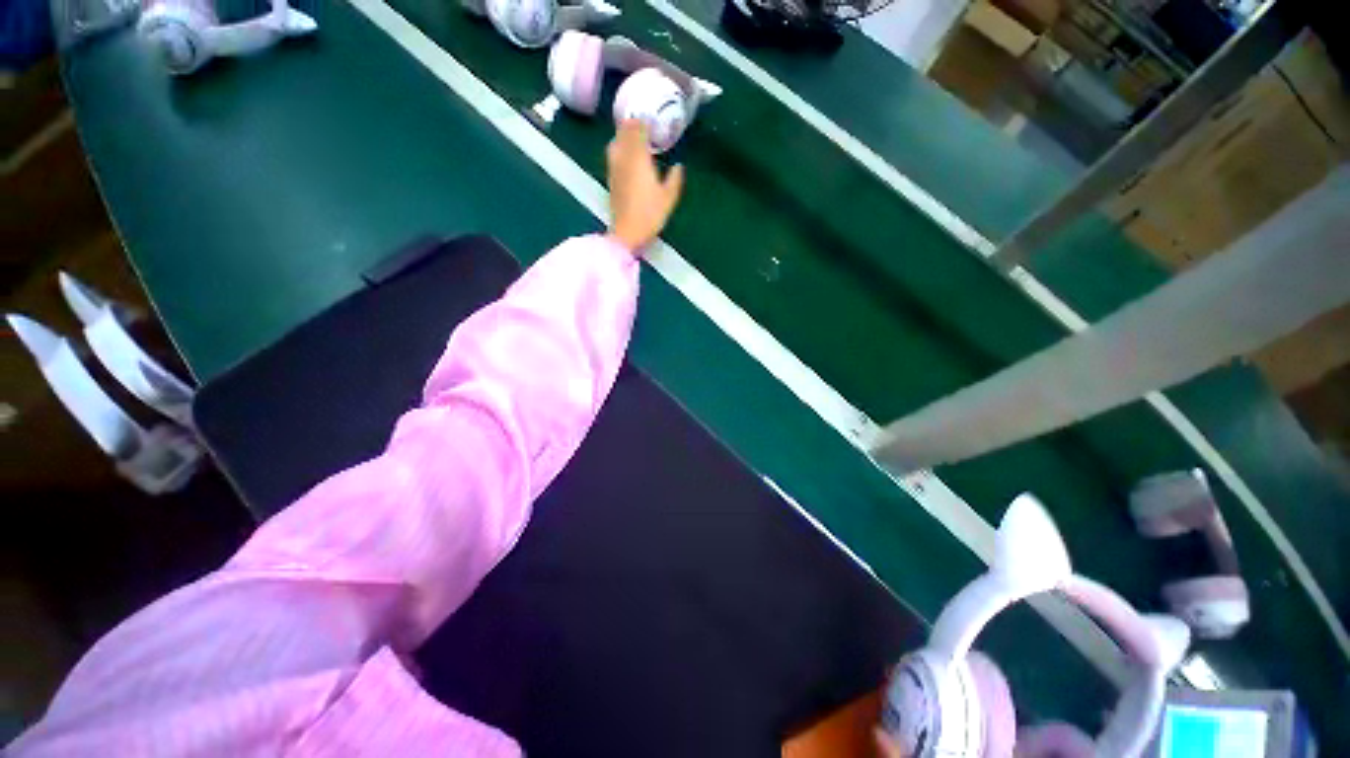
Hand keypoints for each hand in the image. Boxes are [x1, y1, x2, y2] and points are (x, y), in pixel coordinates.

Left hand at [606, 120, 683, 252]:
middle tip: (642, 121)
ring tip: (632, 134)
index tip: (651, 118)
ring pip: (615, 143)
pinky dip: (618, 148)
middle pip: (624, 133)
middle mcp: (624, 159)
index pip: (638, 132)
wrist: (627, 232)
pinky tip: (625, 153)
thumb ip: (674, 179)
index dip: (644, 122)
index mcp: (639, 159)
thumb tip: (678, 166)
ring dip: (622, 134)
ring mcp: (615, 169)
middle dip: (632, 125)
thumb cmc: (650, 214)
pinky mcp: (611, 179)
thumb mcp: (669, 198)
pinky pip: (613, 155)